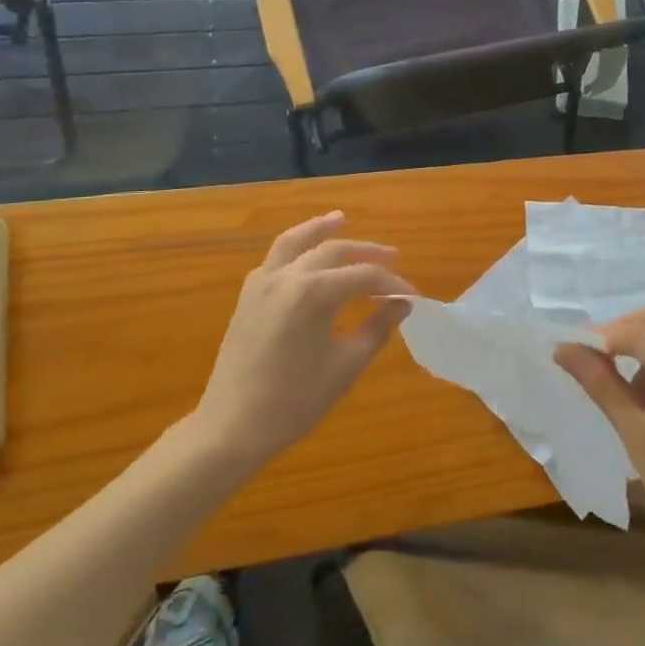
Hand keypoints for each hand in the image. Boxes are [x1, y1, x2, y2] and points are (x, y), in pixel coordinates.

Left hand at [191, 212, 413, 468]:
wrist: (232, 427)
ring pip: (294, 242)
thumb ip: (377, 328)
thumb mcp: (346, 365)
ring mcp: (262, 283)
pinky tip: (305, 258)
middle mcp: (287, 276)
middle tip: (393, 256)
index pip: (364, 277)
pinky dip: (294, 250)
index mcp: (314, 292)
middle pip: (332, 250)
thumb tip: (402, 304)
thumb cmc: (295, 400)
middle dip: (365, 252)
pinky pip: (274, 260)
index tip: (413, 297)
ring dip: (320, 230)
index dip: (392, 285)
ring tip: (339, 218)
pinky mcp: (247, 297)